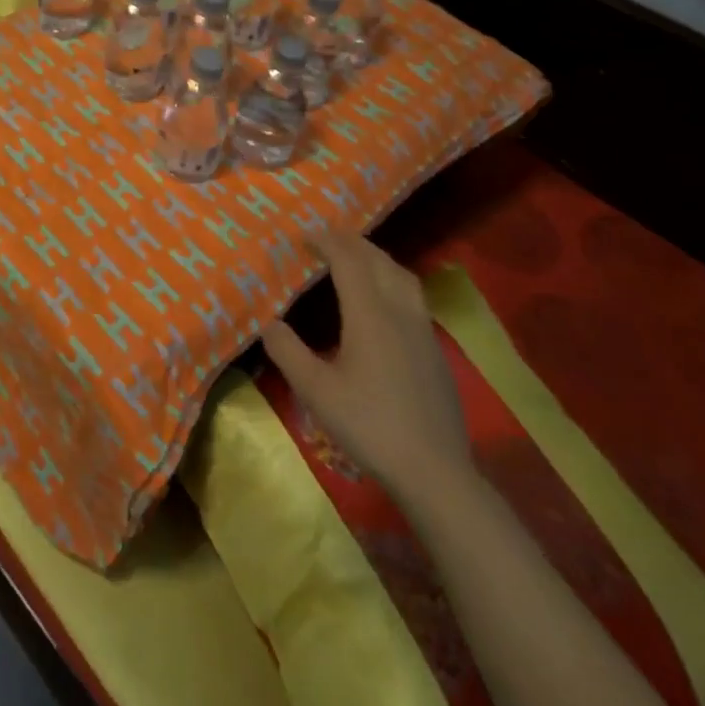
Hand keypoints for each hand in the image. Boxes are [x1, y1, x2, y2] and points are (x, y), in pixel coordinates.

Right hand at [262, 230, 469, 498]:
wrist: (435, 471)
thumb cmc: (369, 425)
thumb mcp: (315, 391)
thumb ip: (287, 351)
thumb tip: (269, 322)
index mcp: (369, 314)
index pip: (348, 260)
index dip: (326, 240)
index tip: (304, 234)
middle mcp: (399, 312)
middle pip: (379, 260)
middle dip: (351, 243)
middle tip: (326, 239)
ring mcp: (424, 331)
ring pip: (402, 276)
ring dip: (377, 259)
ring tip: (356, 261)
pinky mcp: (436, 351)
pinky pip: (413, 298)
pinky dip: (392, 282)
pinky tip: (382, 304)